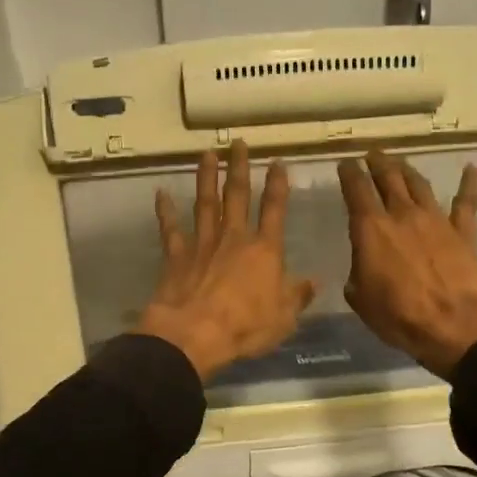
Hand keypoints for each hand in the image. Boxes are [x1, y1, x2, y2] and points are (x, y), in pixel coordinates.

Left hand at [136, 142, 316, 380]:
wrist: (194, 334)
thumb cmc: (245, 327)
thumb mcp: (283, 317)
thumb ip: (298, 296)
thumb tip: (315, 282)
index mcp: (265, 251)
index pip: (274, 210)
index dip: (277, 185)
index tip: (277, 162)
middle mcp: (234, 238)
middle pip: (238, 196)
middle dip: (239, 168)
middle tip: (238, 143)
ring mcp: (202, 244)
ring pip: (206, 203)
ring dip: (207, 177)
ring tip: (207, 153)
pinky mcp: (176, 256)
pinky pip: (170, 229)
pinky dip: (165, 211)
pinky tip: (161, 193)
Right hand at [339, 149, 476, 377]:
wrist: (453, 324)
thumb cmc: (399, 316)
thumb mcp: (361, 298)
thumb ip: (358, 274)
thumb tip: (363, 267)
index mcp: (371, 229)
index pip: (356, 190)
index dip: (349, 173)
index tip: (345, 163)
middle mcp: (402, 215)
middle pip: (389, 178)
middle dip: (378, 163)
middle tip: (372, 154)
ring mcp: (436, 220)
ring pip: (419, 184)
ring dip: (408, 170)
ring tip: (400, 162)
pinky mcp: (463, 232)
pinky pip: (466, 202)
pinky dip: (469, 183)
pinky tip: (471, 169)